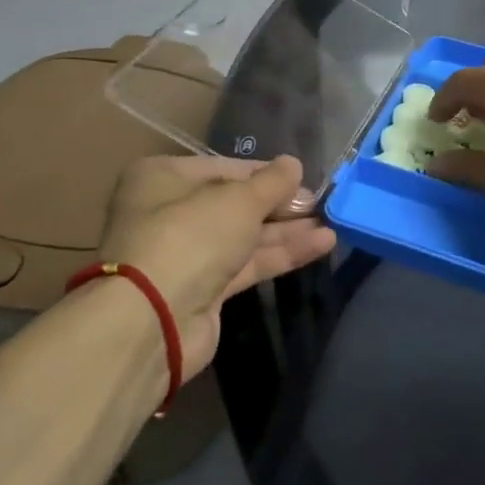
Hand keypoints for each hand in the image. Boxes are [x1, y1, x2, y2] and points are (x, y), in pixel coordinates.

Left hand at [96, 154, 335, 379]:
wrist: (152, 320)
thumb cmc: (190, 236)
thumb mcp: (239, 200)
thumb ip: (271, 182)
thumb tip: (293, 163)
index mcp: (164, 178)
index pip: (224, 168)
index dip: (266, 174)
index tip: (302, 178)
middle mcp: (169, 212)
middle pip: (235, 204)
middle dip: (280, 204)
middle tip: (320, 203)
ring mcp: (185, 255)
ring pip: (244, 236)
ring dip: (287, 230)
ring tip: (332, 224)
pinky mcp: (202, 291)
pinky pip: (247, 265)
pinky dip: (281, 254)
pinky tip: (321, 245)